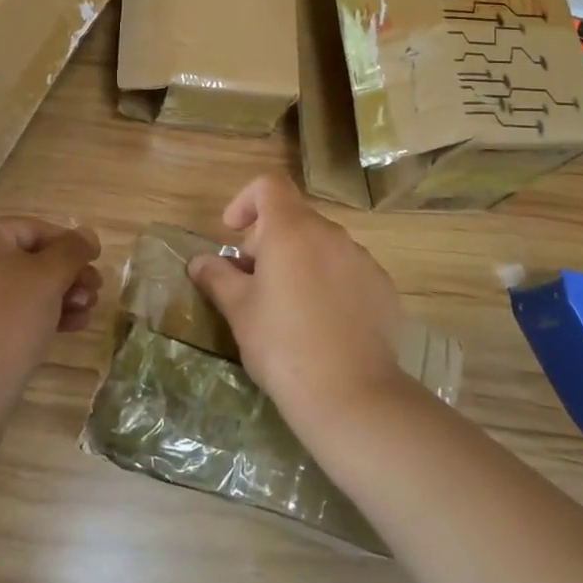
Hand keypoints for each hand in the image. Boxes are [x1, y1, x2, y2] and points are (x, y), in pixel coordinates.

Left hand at [0, 217, 102, 395]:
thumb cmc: (9, 319)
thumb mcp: (49, 278)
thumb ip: (73, 250)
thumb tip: (87, 234)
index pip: (34, 229)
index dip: (70, 244)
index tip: (97, 263)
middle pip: (27, 259)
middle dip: (67, 276)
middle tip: (95, 293)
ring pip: (19, 287)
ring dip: (58, 296)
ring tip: (86, 315)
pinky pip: (4, 309)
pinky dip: (35, 313)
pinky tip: (68, 328)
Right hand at [186, 174, 403, 423]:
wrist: (352, 396)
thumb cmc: (283, 345)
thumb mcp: (239, 311)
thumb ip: (217, 277)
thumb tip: (199, 261)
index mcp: (292, 230)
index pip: (269, 185)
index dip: (245, 200)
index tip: (233, 234)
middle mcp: (331, 234)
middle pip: (293, 218)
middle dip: (267, 241)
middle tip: (252, 284)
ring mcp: (362, 260)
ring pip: (321, 246)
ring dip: (299, 262)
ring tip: (287, 308)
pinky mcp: (384, 288)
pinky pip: (348, 271)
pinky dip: (329, 283)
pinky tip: (322, 325)